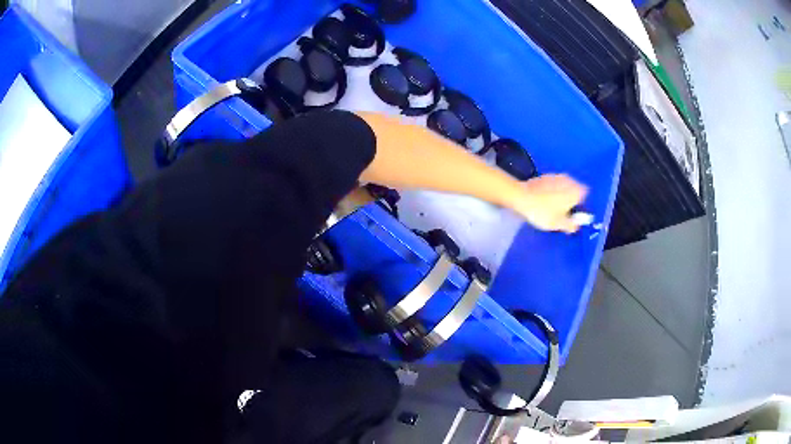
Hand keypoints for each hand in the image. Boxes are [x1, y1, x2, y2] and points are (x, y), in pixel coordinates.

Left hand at [512, 174, 587, 233]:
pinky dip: (552, 192)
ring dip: (561, 196)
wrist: (521, 196)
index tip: (574, 215)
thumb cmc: (543, 212)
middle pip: (575, 191)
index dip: (580, 206)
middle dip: (571, 201)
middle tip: (563, 214)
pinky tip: (544, 201)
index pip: (585, 196)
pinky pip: (553, 186)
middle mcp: (569, 180)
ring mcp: (557, 176)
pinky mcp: (545, 176)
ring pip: (564, 188)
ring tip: (552, 209)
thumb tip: (576, 226)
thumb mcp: (558, 224)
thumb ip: (571, 225)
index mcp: (576, 191)